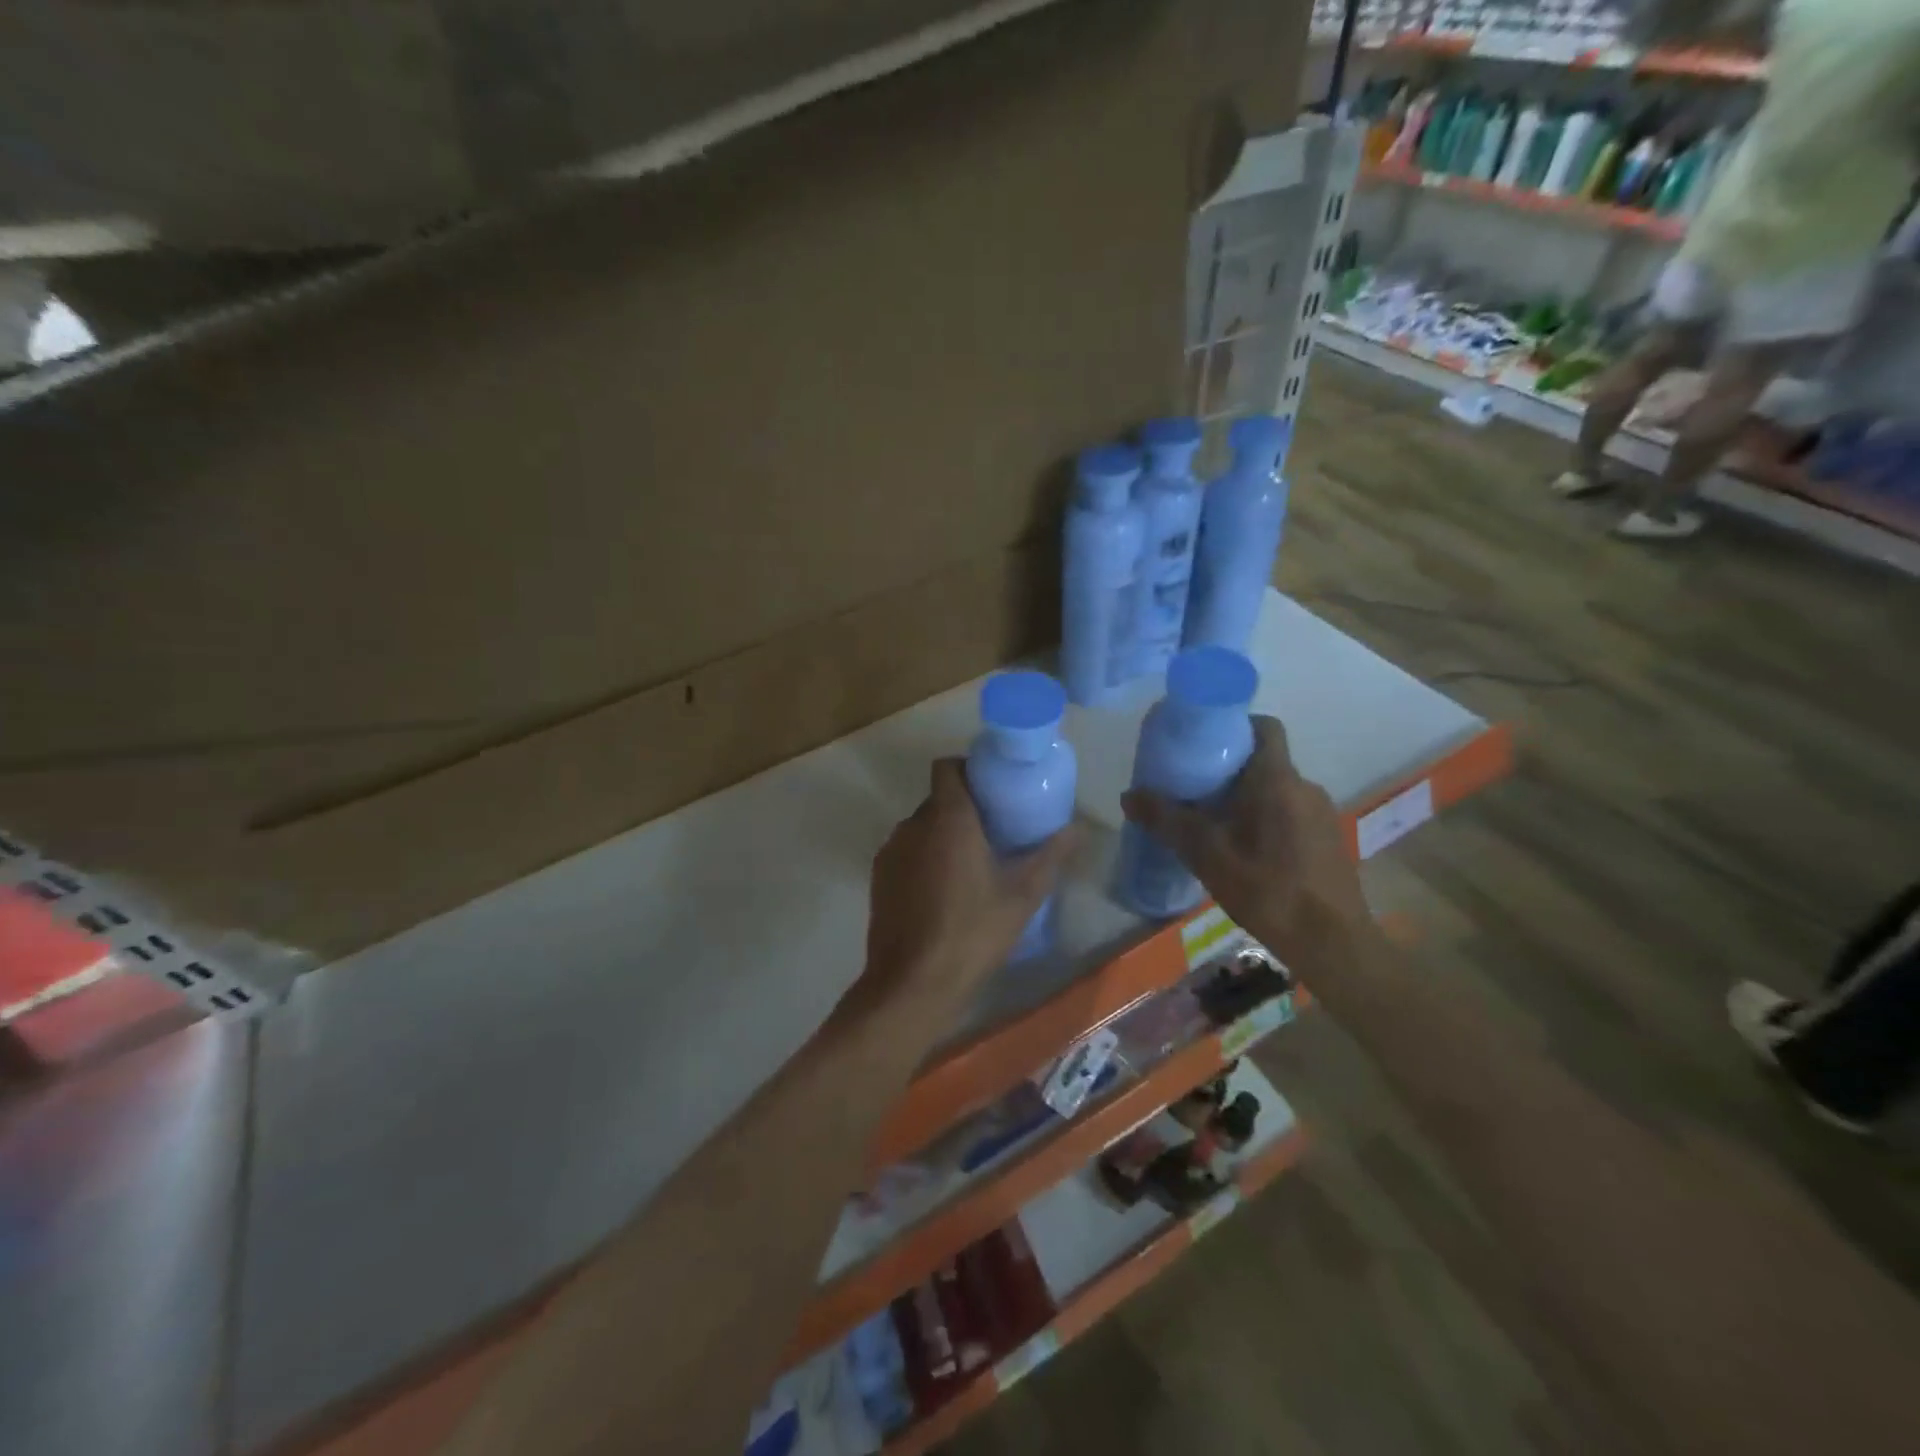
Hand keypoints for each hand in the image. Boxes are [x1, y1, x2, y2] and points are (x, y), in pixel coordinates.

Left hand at [861, 758, 1078, 1016]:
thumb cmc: (973, 933)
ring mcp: (891, 851)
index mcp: (948, 818)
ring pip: (921, 827)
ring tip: (971, 864)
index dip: (968, 768)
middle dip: (964, 808)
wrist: (912, 984)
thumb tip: (1078, 828)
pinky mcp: (878, 877)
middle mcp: (913, 825)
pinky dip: (924, 858)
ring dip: (943, 835)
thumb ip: (1050, 856)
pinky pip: (906, 852)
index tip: (993, 787)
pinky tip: (944, 892)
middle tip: (995, 831)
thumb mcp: (1022, 896)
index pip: (947, 767)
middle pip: (938, 798)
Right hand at [1121, 716, 1370, 972]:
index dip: (1235, 725)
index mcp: (1277, 779)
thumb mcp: (1206, 854)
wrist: (1332, 943)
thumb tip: (1129, 795)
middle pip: (1264, 761)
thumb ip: (1166, 820)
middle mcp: (1305, 786)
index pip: (1264, 726)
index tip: (1204, 742)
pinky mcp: (1329, 840)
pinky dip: (1266, 821)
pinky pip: (1290, 814)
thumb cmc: (1267, 888)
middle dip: (1229, 770)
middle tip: (1193, 790)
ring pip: (1277, 791)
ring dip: (1247, 799)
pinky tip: (1246, 854)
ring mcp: (1322, 814)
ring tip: (1214, 825)